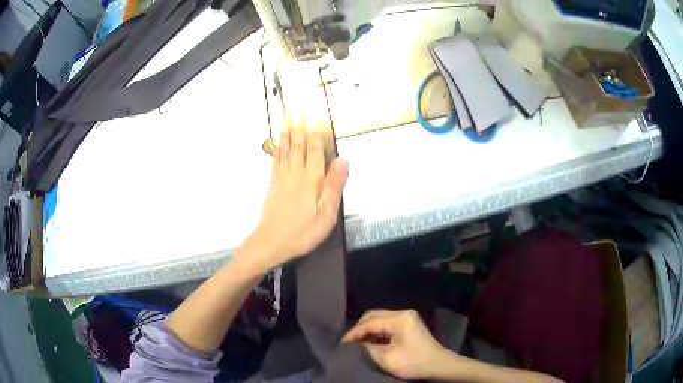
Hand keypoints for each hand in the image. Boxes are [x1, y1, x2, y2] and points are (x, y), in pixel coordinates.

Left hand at [244, 125, 348, 270]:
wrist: (270, 243)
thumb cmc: (302, 231)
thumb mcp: (325, 214)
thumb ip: (334, 186)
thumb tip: (343, 159)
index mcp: (311, 179)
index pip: (314, 150)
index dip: (317, 132)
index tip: (317, 115)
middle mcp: (295, 174)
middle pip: (298, 145)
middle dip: (299, 127)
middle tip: (298, 108)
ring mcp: (282, 178)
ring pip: (285, 150)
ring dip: (287, 133)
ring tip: (287, 118)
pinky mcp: (273, 185)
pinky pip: (275, 161)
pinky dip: (277, 148)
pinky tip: (278, 143)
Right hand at [342, 310, 452, 379]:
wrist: (440, 365)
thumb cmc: (414, 362)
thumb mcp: (387, 358)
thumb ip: (368, 348)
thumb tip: (356, 343)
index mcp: (399, 319)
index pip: (369, 323)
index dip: (354, 333)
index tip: (342, 343)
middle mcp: (403, 313)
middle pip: (374, 315)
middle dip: (360, 328)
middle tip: (349, 342)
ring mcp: (408, 318)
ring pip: (380, 318)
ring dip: (368, 329)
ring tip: (358, 342)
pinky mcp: (410, 324)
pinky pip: (388, 323)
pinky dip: (378, 331)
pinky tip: (372, 341)